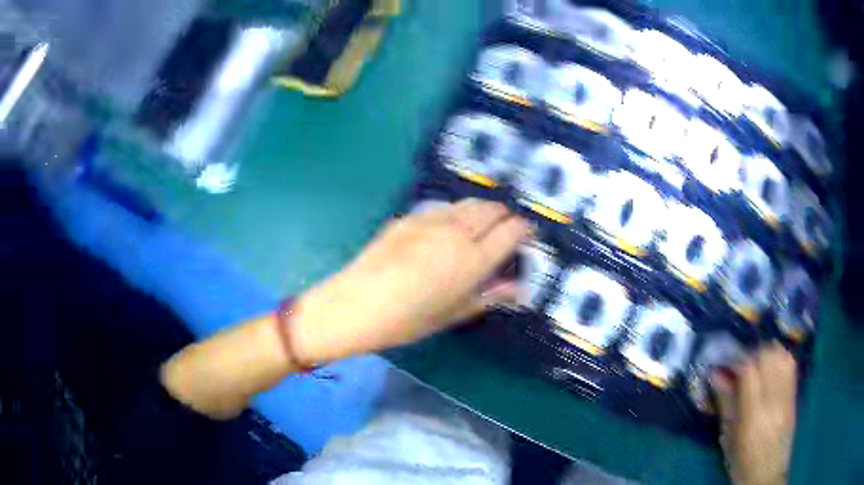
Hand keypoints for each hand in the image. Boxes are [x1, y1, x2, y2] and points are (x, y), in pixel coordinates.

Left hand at [292, 199, 531, 364]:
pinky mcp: (409, 217)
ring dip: (482, 210)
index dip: (524, 229)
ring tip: (481, 225)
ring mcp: (431, 219)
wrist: (356, 305)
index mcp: (473, 259)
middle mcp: (457, 231)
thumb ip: (490, 296)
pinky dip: (456, 213)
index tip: (527, 235)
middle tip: (506, 229)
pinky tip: (448, 228)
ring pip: (468, 203)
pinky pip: (443, 208)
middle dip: (505, 215)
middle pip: (492, 208)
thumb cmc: (408, 320)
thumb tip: (519, 288)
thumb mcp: (453, 314)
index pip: (512, 230)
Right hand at [712, 343, 797, 484]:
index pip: (749, 370)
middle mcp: (773, 400)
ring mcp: (787, 396)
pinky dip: (780, 359)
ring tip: (758, 366)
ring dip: (768, 354)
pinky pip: (791, 364)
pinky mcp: (795, 395)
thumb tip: (715, 373)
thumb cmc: (741, 461)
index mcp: (752, 414)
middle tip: (742, 366)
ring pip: (782, 354)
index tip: (727, 363)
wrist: (767, 474)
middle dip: (753, 353)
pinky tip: (772, 369)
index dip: (737, 359)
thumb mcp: (727, 437)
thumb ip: (725, 403)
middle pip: (768, 355)